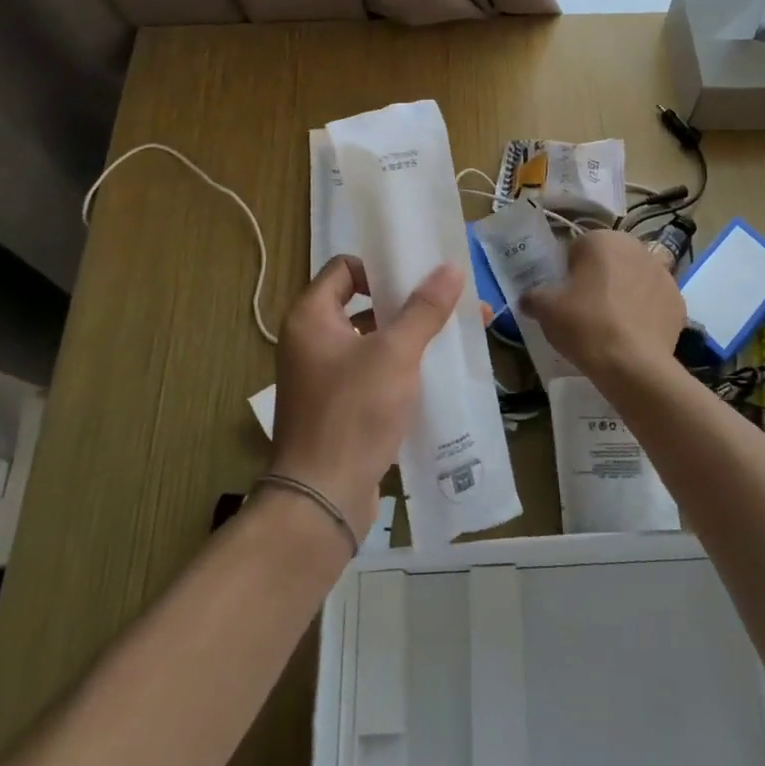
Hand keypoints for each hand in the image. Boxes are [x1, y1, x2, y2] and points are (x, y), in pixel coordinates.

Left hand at [267, 255, 464, 540]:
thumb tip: (451, 268)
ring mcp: (323, 377)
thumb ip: (424, 309)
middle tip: (449, 303)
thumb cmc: (353, 412)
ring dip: (409, 336)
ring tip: (454, 337)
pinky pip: (372, 372)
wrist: (322, 499)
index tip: (418, 279)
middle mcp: (310, 341)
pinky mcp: (338, 407)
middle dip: (408, 303)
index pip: (345, 268)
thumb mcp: (395, 354)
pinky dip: (400, 367)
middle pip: (362, 303)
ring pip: (371, 340)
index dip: (380, 266)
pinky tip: (436, 374)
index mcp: (310, 317)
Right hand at [522, 230, 686, 388]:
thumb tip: (528, 298)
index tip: (564, 295)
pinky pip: (654, 301)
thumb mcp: (546, 309)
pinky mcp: (678, 301)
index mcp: (602, 240)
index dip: (567, 272)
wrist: (633, 365)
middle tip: (584, 309)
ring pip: (634, 279)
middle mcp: (636, 247)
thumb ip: (533, 296)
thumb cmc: (585, 325)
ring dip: (624, 292)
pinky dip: (645, 312)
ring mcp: (662, 274)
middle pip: (609, 260)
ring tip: (611, 324)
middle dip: (598, 278)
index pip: (577, 249)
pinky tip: (633, 334)